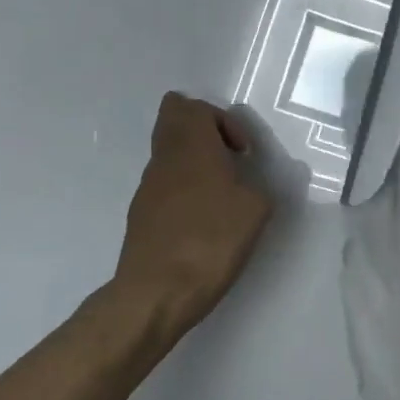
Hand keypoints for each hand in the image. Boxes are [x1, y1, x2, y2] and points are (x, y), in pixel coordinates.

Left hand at [111, 93, 275, 334]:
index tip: (242, 151)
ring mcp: (147, 188)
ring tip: (223, 198)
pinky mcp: (141, 216)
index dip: (220, 119)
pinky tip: (204, 224)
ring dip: (196, 165)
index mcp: (191, 145)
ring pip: (169, 156)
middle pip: (172, 123)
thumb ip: (259, 186)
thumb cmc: (210, 240)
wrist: (156, 293)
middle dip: (205, 135)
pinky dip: (186, 193)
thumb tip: (251, 185)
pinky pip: (166, 187)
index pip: (189, 106)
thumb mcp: (256, 209)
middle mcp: (163, 159)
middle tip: (230, 162)